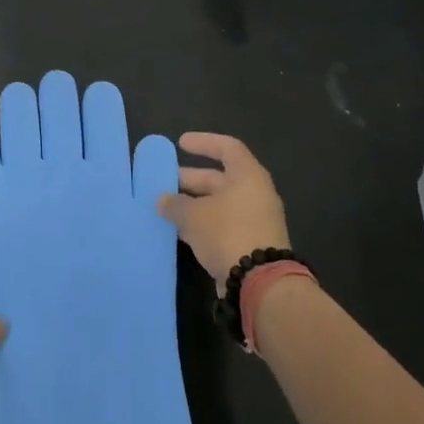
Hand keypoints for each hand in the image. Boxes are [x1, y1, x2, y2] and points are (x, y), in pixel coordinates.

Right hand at [157, 133, 292, 281]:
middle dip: (190, 179)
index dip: (203, 142)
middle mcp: (254, 194)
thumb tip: (163, 200)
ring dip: (193, 204)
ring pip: (219, 204)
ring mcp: (254, 219)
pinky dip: (201, 224)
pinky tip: (180, 231)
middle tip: (164, 182)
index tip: (180, 143)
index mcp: (247, 176)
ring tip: (166, 208)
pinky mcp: (249, 243)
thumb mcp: (194, 215)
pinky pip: (221, 225)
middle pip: (220, 178)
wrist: (259, 281)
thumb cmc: (227, 232)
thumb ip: (175, 204)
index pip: (227, 148)